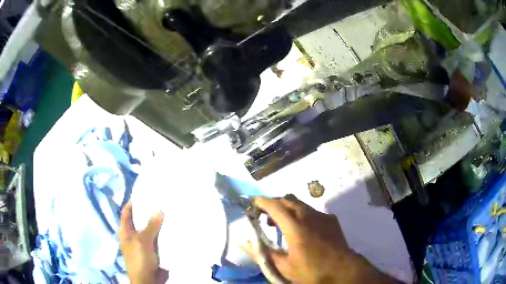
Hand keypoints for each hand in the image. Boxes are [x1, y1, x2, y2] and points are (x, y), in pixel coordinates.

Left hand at [119, 202, 165, 283]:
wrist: (148, 280)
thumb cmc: (139, 259)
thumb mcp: (142, 241)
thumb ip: (150, 226)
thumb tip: (159, 210)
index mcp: (125, 231)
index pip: (127, 212)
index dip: (133, 202)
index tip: (144, 193)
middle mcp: (133, 235)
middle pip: (140, 220)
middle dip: (149, 212)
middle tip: (161, 201)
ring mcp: (144, 243)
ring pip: (151, 229)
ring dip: (159, 223)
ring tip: (169, 211)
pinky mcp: (154, 250)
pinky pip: (159, 239)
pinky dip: (164, 234)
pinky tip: (173, 227)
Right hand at [242, 195, 396, 283]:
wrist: (344, 271)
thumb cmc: (312, 272)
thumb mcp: (285, 268)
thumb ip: (264, 254)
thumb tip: (244, 243)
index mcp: (296, 229)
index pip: (275, 207)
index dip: (262, 202)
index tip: (251, 202)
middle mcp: (310, 217)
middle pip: (288, 200)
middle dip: (274, 204)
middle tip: (264, 216)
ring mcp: (323, 216)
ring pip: (300, 204)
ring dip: (287, 209)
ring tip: (280, 224)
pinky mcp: (331, 219)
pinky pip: (312, 211)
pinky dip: (301, 214)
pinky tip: (302, 229)